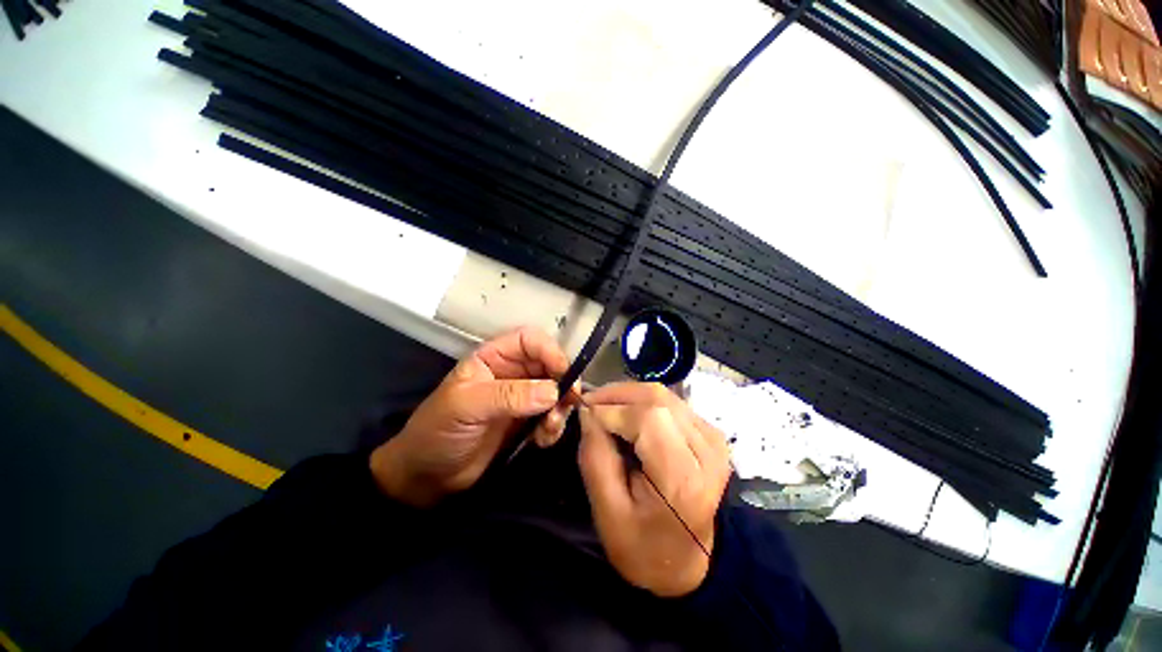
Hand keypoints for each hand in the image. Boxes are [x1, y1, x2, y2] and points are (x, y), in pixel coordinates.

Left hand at [371, 327, 573, 506]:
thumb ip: (508, 396)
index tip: (564, 374)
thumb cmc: (437, 432)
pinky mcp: (527, 422)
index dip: (550, 351)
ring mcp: (522, 398)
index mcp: (493, 358)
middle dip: (563, 382)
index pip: (530, 340)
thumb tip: (552, 391)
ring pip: (556, 391)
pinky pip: (552, 416)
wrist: (428, 478)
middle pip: (549, 364)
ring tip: (549, 428)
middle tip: (569, 403)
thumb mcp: (466, 407)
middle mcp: (512, 373)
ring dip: (561, 408)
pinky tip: (543, 440)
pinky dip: (555, 426)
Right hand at [578, 383, 731, 596]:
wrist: (689, 565)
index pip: (647, 418)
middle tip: (590, 404)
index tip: (584, 413)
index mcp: (683, 478)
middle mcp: (707, 451)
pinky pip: (671, 403)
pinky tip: (628, 416)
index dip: (611, 409)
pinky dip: (644, 402)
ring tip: (605, 408)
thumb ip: (595, 457)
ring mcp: (713, 439)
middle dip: (617, 395)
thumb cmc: (644, 547)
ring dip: (629, 396)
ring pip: (664, 395)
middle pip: (657, 399)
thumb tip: (588, 411)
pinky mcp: (711, 433)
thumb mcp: (607, 513)